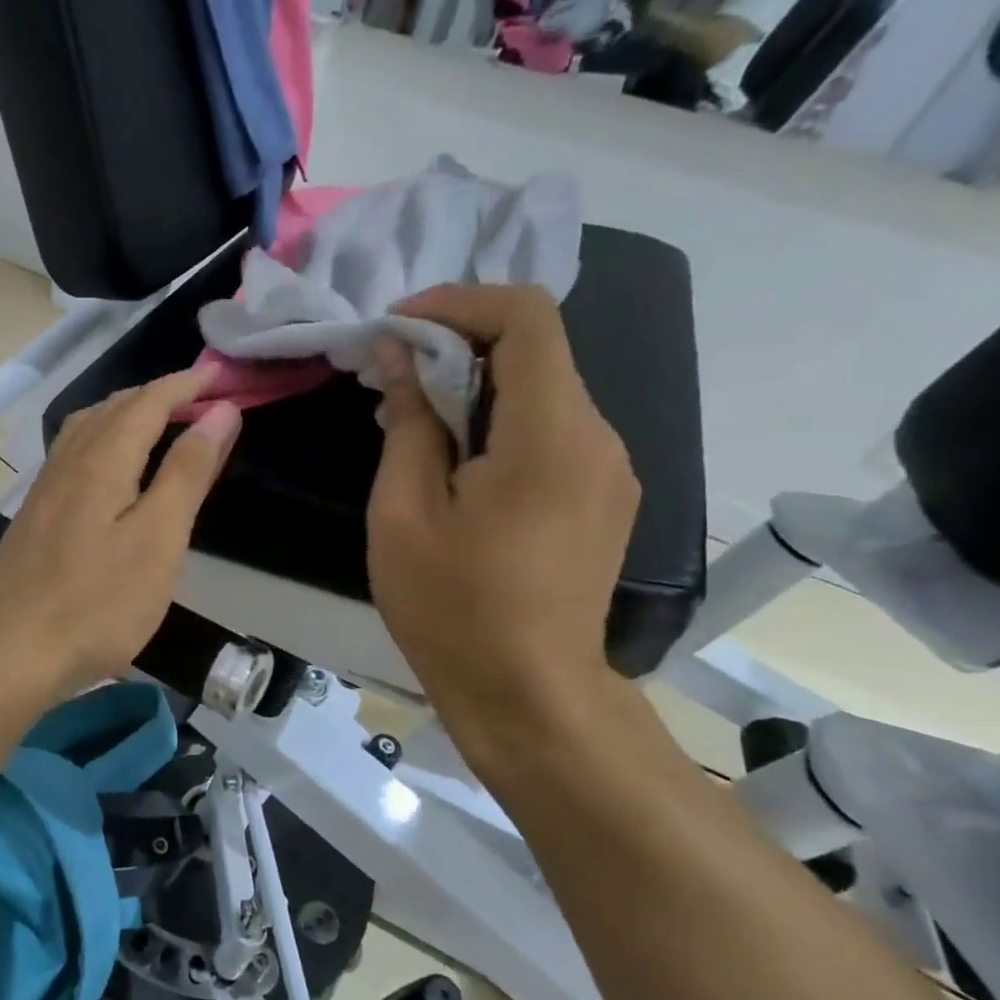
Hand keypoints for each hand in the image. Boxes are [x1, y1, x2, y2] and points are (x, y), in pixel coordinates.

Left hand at [0, 369, 241, 701]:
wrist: (12, 652)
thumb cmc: (98, 602)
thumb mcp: (159, 539)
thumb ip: (188, 472)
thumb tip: (219, 411)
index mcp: (103, 460)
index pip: (148, 402)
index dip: (185, 385)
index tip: (220, 377)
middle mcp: (69, 462)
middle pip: (113, 408)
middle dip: (157, 394)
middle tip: (197, 398)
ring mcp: (45, 488)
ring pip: (86, 427)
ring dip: (125, 412)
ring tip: (156, 420)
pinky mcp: (35, 515)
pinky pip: (72, 453)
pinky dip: (101, 438)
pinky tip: (107, 464)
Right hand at [367, 286, 638, 765]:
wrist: (531, 698)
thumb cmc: (454, 610)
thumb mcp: (403, 514)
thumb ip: (409, 422)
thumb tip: (400, 355)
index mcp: (550, 435)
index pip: (526, 316)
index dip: (459, 302)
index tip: (399, 327)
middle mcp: (597, 437)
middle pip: (535, 350)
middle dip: (457, 345)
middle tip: (389, 377)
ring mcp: (609, 469)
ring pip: (542, 390)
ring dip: (476, 387)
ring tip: (413, 423)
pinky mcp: (604, 496)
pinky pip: (551, 431)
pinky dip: (500, 423)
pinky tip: (456, 465)